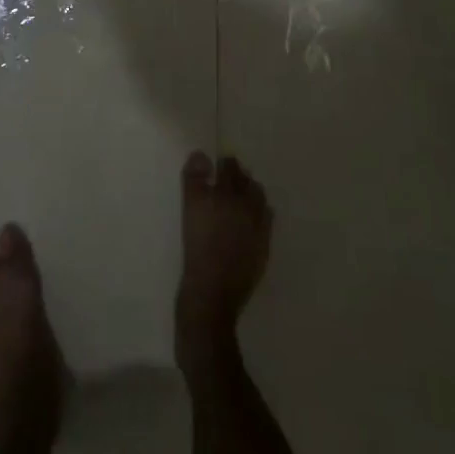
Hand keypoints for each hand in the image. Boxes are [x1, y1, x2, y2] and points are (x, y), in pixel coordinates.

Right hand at [176, 152, 271, 369]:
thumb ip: (194, 179)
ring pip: (258, 199)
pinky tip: (248, 221)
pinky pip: (265, 220)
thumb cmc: (195, 251)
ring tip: (237, 198)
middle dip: (237, 176)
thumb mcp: (189, 210)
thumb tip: (201, 155)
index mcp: (229, 195)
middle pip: (246, 181)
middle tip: (225, 179)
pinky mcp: (264, 247)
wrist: (210, 298)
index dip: (223, 164)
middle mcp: (249, 207)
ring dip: (249, 193)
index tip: (217, 165)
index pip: (230, 167)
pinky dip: (258, 214)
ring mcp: (260, 228)